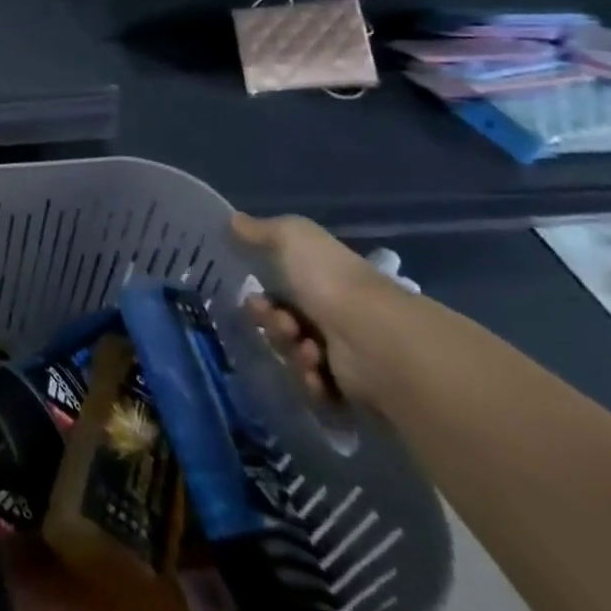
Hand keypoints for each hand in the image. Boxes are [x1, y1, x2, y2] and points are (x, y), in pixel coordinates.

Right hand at [231, 211, 400, 404]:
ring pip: (292, 356)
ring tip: (308, 350)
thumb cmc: (331, 283)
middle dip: (272, 325)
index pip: (280, 292)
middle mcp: (334, 316)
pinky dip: (308, 379)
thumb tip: (233, 219)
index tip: (253, 297)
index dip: (260, 296)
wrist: (377, 339)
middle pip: (281, 325)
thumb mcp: (294, 237)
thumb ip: (262, 230)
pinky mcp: (349, 391)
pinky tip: (317, 370)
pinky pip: (310, 388)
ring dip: (290, 351)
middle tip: (281, 324)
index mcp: (323, 283)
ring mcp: (343, 355)